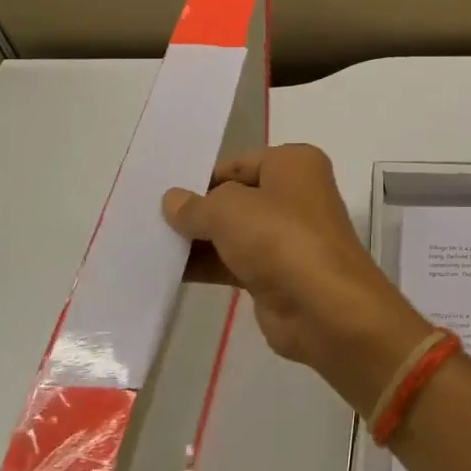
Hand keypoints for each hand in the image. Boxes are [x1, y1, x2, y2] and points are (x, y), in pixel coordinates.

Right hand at [163, 145, 426, 414]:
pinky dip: (206, 265)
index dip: (202, 177)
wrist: (324, 307)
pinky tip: (168, 273)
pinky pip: (234, 262)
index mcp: (294, 164)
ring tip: (147, 245)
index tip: (161, 192)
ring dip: (197, 241)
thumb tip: (173, 201)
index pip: (238, 163)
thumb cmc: (280, 238)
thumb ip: (196, 206)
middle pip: (236, 197)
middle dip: (197, 210)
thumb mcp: (229, 210)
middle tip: (146, 219)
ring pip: (234, 232)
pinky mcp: (278, 273)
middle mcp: (295, 194)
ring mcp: (288, 236)